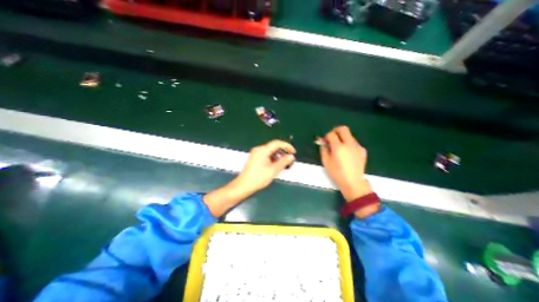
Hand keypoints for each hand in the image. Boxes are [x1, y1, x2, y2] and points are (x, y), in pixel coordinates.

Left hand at [235, 138, 293, 191]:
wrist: (244, 186)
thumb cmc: (257, 178)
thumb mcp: (273, 170)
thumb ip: (283, 162)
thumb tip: (291, 157)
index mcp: (262, 150)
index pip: (277, 143)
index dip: (287, 146)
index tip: (293, 152)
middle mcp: (258, 149)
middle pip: (274, 147)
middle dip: (283, 152)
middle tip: (289, 160)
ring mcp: (256, 154)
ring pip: (270, 151)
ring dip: (278, 156)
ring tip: (284, 164)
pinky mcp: (255, 158)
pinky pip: (266, 155)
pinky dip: (273, 159)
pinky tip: (276, 166)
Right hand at [317, 126, 372, 200]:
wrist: (353, 182)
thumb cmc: (337, 173)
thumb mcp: (326, 162)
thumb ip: (323, 149)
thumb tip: (323, 142)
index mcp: (338, 148)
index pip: (331, 134)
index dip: (327, 136)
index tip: (325, 141)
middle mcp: (349, 144)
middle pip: (343, 129)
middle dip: (336, 130)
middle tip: (332, 137)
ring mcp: (357, 146)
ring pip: (349, 135)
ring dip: (342, 137)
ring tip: (339, 147)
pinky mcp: (362, 150)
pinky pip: (354, 142)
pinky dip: (348, 144)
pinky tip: (347, 153)